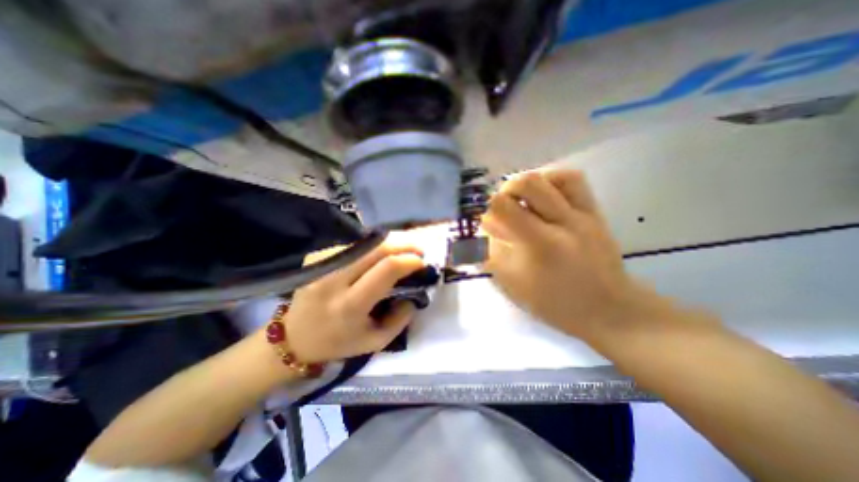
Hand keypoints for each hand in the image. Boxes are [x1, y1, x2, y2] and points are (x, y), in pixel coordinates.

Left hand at [284, 240, 425, 360]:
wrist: (294, 339)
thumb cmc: (339, 343)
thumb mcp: (376, 341)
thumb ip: (401, 319)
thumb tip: (415, 293)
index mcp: (350, 304)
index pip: (387, 269)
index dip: (409, 260)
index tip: (422, 263)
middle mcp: (334, 280)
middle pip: (377, 248)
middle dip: (403, 245)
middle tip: (417, 250)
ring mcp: (322, 265)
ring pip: (365, 243)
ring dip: (388, 244)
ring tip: (401, 251)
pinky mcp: (315, 258)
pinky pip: (352, 246)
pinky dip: (371, 247)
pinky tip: (377, 254)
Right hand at [486, 169, 647, 341]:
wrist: (608, 308)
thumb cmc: (555, 303)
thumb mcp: (513, 285)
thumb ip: (492, 254)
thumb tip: (482, 230)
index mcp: (540, 244)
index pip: (502, 207)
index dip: (487, 210)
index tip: (487, 222)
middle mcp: (562, 222)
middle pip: (527, 183)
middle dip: (505, 192)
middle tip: (503, 209)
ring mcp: (583, 214)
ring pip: (551, 176)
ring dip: (528, 185)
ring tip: (523, 201)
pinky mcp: (594, 211)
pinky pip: (573, 180)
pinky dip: (551, 180)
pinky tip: (543, 196)